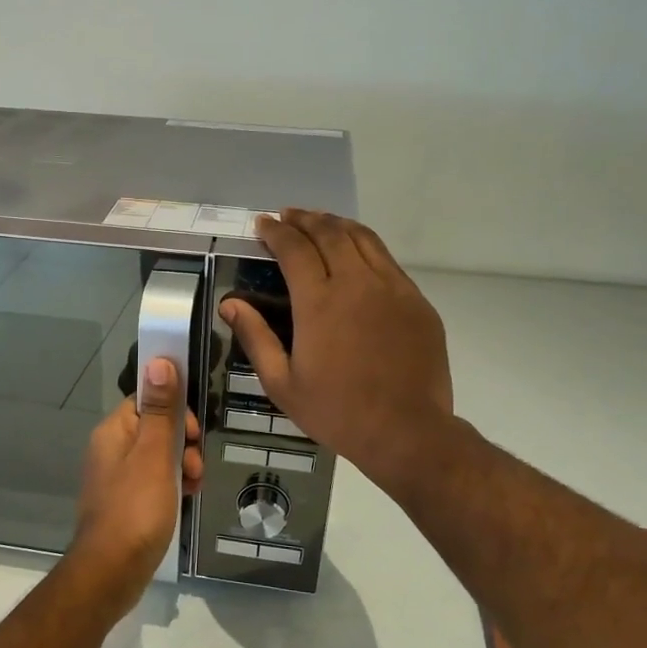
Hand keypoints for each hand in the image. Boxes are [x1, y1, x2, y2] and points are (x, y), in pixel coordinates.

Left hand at [66, 358, 202, 605]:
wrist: (110, 573)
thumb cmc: (135, 510)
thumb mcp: (154, 455)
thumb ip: (160, 409)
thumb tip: (159, 360)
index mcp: (113, 431)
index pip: (147, 399)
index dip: (174, 409)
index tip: (193, 432)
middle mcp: (111, 449)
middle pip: (155, 427)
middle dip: (183, 441)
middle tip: (195, 464)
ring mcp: (117, 478)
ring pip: (159, 455)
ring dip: (182, 464)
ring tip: (193, 485)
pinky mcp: (126, 502)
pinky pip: (155, 480)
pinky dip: (173, 484)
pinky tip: (186, 498)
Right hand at [221, 211, 451, 492]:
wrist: (407, 431)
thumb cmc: (337, 412)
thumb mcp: (282, 384)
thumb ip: (256, 338)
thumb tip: (230, 303)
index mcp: (319, 302)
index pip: (294, 248)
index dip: (276, 231)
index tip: (263, 224)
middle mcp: (357, 283)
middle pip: (329, 233)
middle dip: (304, 219)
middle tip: (287, 216)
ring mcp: (392, 288)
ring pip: (362, 239)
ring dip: (336, 224)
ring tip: (319, 221)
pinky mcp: (416, 301)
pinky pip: (387, 260)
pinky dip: (364, 246)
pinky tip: (356, 253)